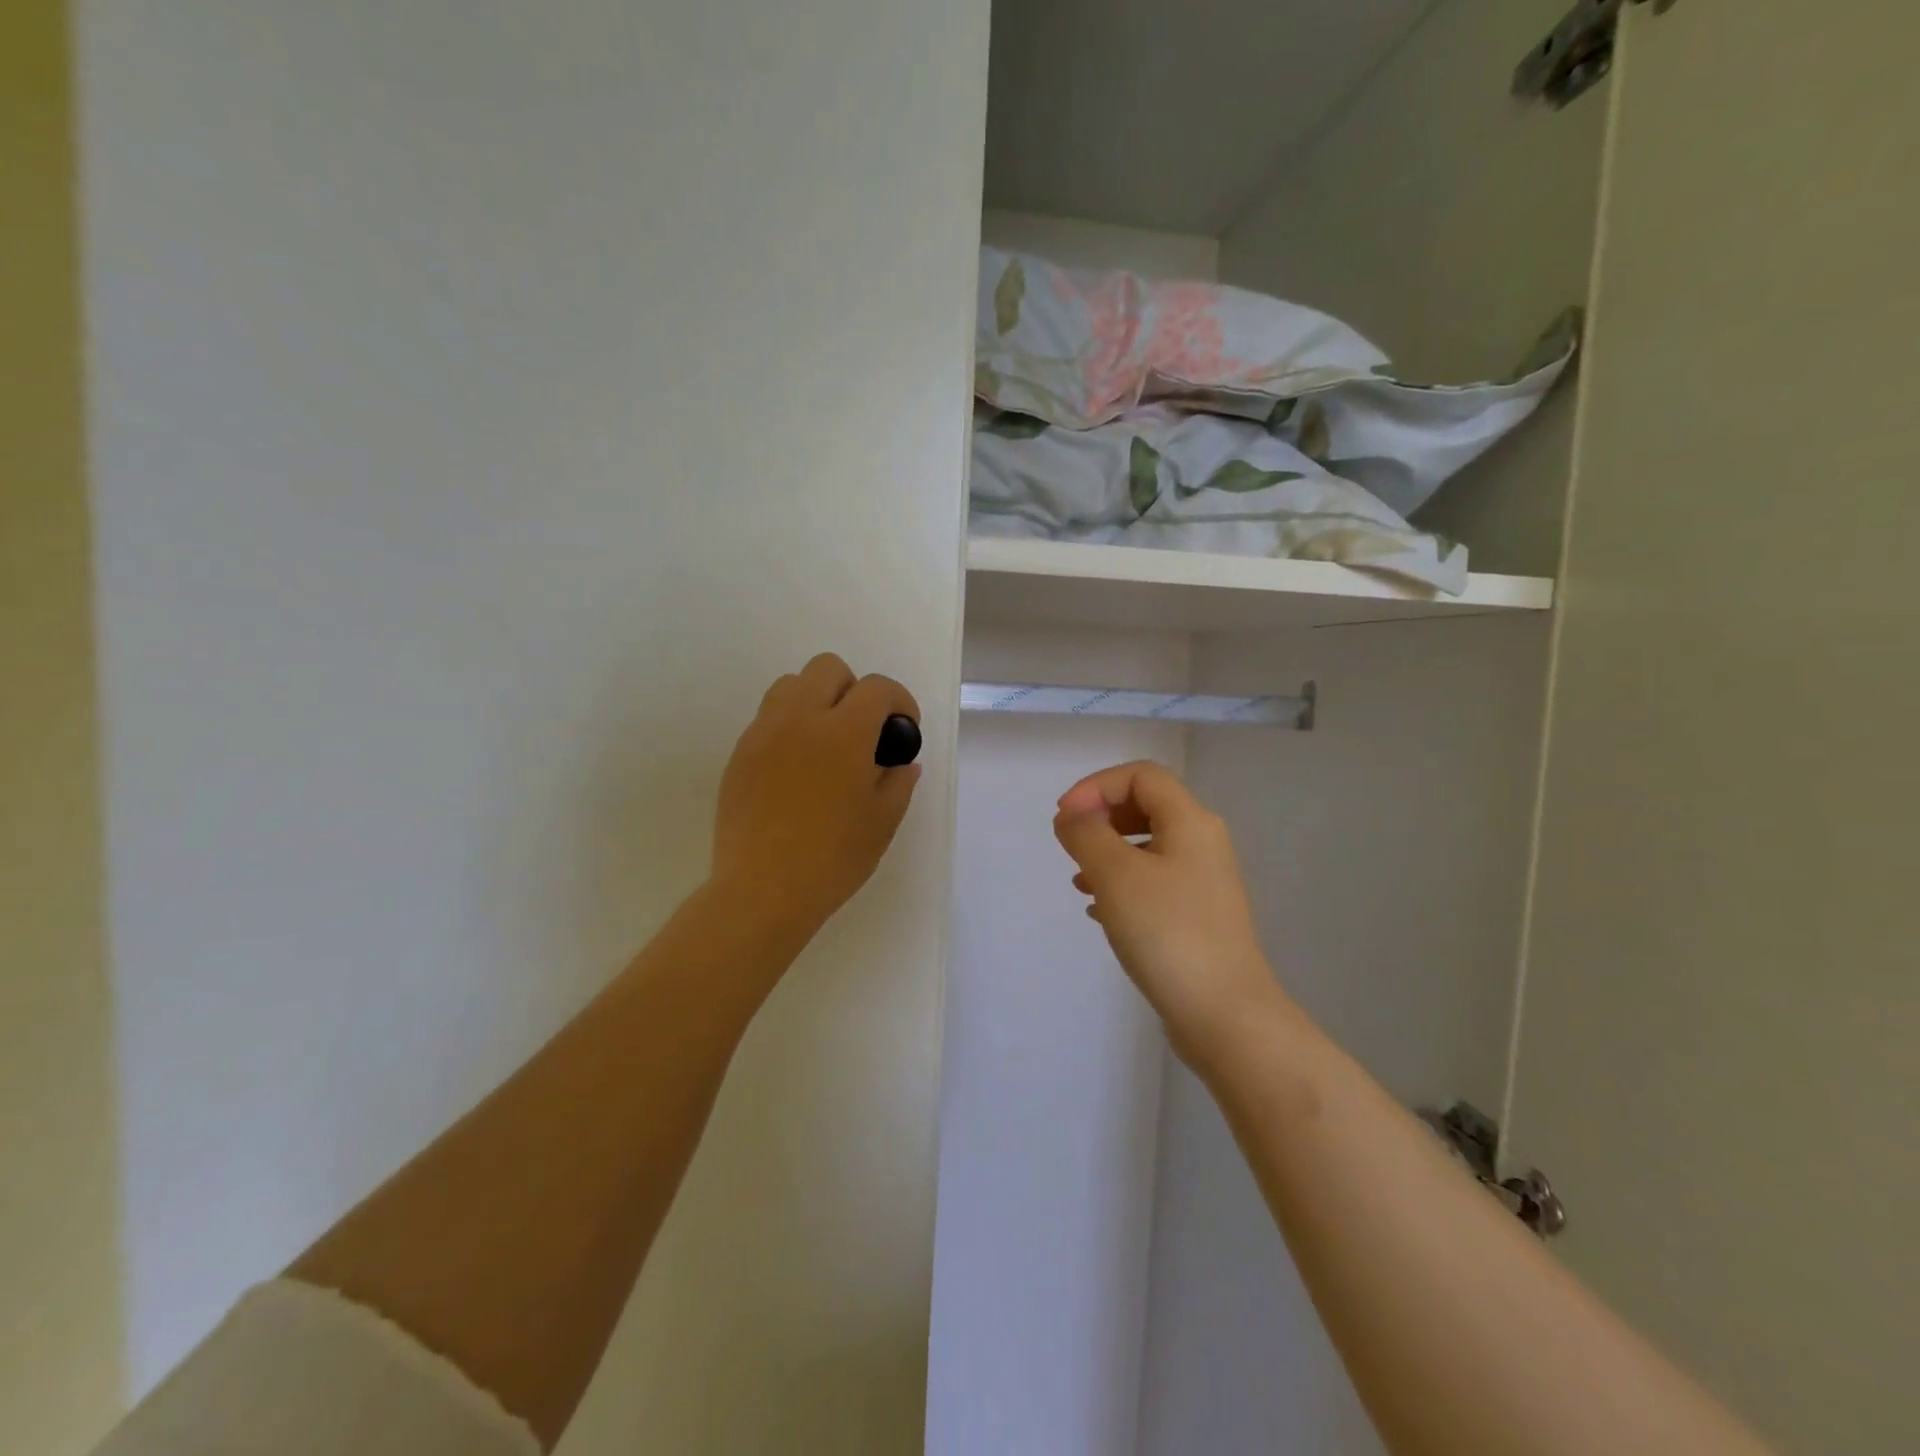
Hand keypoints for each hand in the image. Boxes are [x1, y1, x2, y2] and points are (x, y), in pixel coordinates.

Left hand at [712, 653, 921, 940]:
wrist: (763, 890)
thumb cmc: (833, 858)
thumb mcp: (882, 822)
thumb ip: (898, 782)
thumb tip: (903, 763)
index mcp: (844, 733)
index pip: (877, 688)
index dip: (899, 701)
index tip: (902, 730)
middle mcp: (800, 719)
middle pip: (828, 668)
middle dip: (854, 689)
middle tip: (862, 731)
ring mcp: (763, 734)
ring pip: (790, 685)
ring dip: (815, 700)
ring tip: (825, 743)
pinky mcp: (739, 755)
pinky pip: (767, 719)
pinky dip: (789, 727)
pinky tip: (796, 770)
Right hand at [1053, 761, 1285, 1066]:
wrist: (1224, 1015)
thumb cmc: (1167, 934)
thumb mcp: (1116, 875)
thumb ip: (1087, 834)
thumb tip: (1072, 815)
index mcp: (1190, 821)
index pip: (1140, 775)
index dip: (1096, 786)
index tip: (1064, 819)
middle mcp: (1202, 843)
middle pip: (1146, 806)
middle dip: (1101, 818)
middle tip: (1071, 845)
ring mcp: (1202, 881)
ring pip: (1147, 846)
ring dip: (1108, 852)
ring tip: (1079, 881)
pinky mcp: (1196, 915)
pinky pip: (1153, 881)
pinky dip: (1122, 883)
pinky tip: (1099, 911)